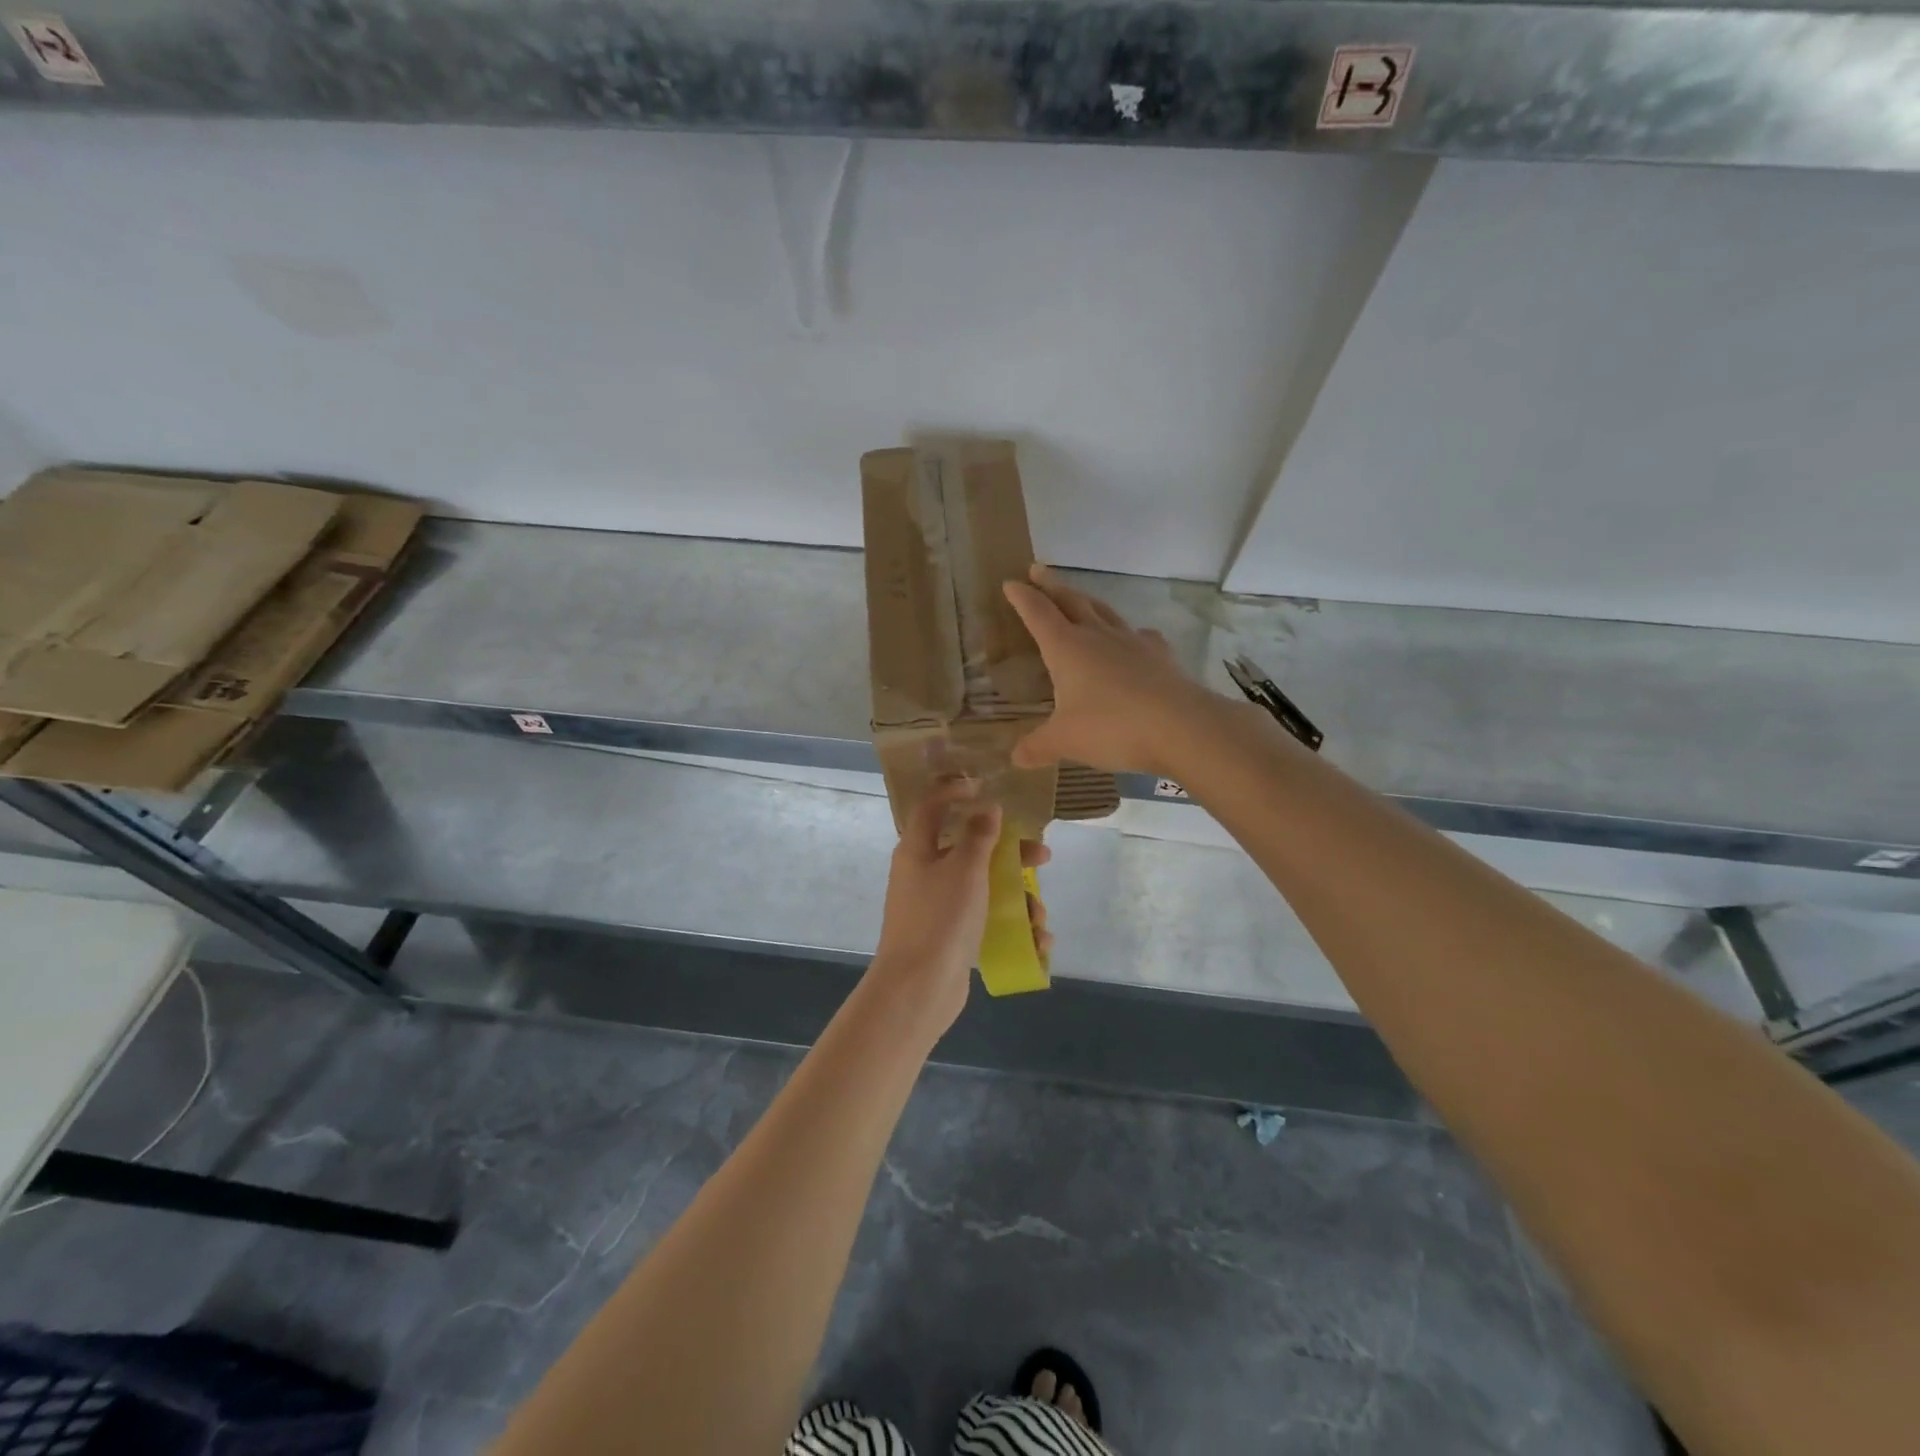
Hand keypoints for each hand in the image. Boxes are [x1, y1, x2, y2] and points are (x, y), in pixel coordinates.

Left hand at [869, 780, 1051, 1034]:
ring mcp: (937, 906)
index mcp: (918, 849)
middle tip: (1041, 855)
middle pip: (969, 848)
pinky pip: (984, 918)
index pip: (931, 805)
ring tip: (1038, 915)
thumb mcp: (964, 868)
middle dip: (1009, 852)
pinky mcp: (950, 934)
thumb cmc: (941, 918)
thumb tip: (986, 807)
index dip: (956, 790)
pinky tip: (1037, 940)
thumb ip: (978, 834)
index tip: (988, 787)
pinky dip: (1010, 925)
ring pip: (983, 886)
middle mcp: (925, 872)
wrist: (918, 988)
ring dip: (1016, 895)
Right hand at [1003, 564, 1213, 775]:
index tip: (1010, 582)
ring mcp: (1132, 642)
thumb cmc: (1112, 727)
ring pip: (1104, 611)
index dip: (1022, 598)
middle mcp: (1098, 636)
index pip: (1038, 613)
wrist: (1181, 726)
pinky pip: (1139, 636)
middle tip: (1039, 570)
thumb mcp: (1065, 741)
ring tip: (1080, 598)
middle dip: (1052, 586)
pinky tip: (1133, 639)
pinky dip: (1129, 633)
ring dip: (1087, 601)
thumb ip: (1038, 746)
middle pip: (1071, 601)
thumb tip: (1015, 758)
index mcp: (1067, 648)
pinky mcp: (1160, 656)